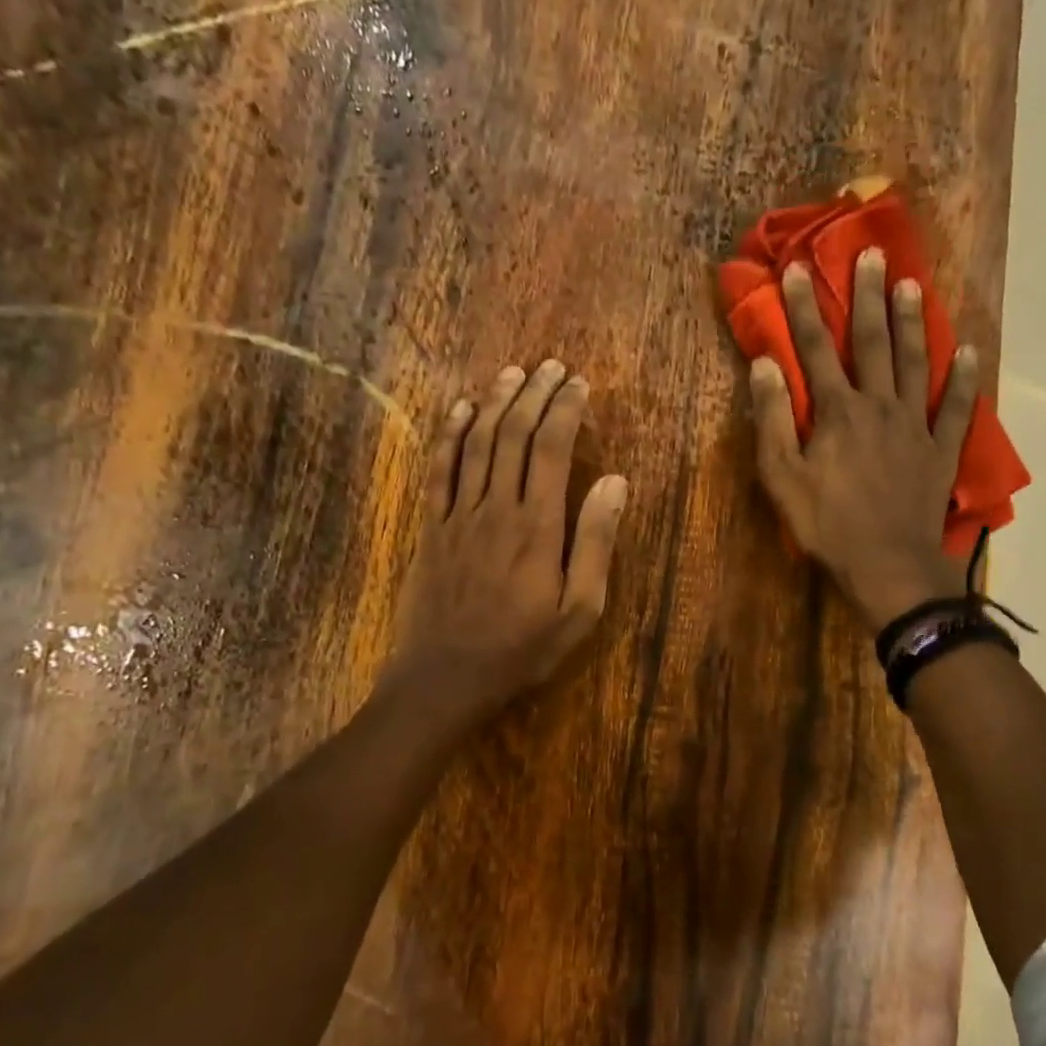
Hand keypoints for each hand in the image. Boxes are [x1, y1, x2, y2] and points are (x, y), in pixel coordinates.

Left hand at [386, 359, 628, 720]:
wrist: (445, 678)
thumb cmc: (522, 648)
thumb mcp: (579, 609)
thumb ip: (596, 542)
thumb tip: (614, 481)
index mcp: (536, 526)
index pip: (550, 449)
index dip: (565, 410)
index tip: (579, 384)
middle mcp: (495, 507)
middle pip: (512, 435)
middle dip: (533, 395)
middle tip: (550, 367)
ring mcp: (457, 515)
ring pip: (475, 443)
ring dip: (494, 403)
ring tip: (512, 373)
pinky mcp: (431, 528)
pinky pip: (438, 470)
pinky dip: (448, 435)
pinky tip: (458, 409)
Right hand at [752, 248, 978, 631]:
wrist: (888, 563)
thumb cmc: (827, 524)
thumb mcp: (781, 477)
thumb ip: (771, 419)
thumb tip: (765, 365)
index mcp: (837, 411)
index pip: (816, 348)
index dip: (802, 308)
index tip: (795, 269)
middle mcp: (879, 405)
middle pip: (873, 341)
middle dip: (867, 296)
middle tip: (871, 253)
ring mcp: (915, 425)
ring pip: (916, 362)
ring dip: (913, 321)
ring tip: (912, 284)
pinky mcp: (941, 449)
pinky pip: (957, 407)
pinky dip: (965, 378)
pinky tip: (970, 351)